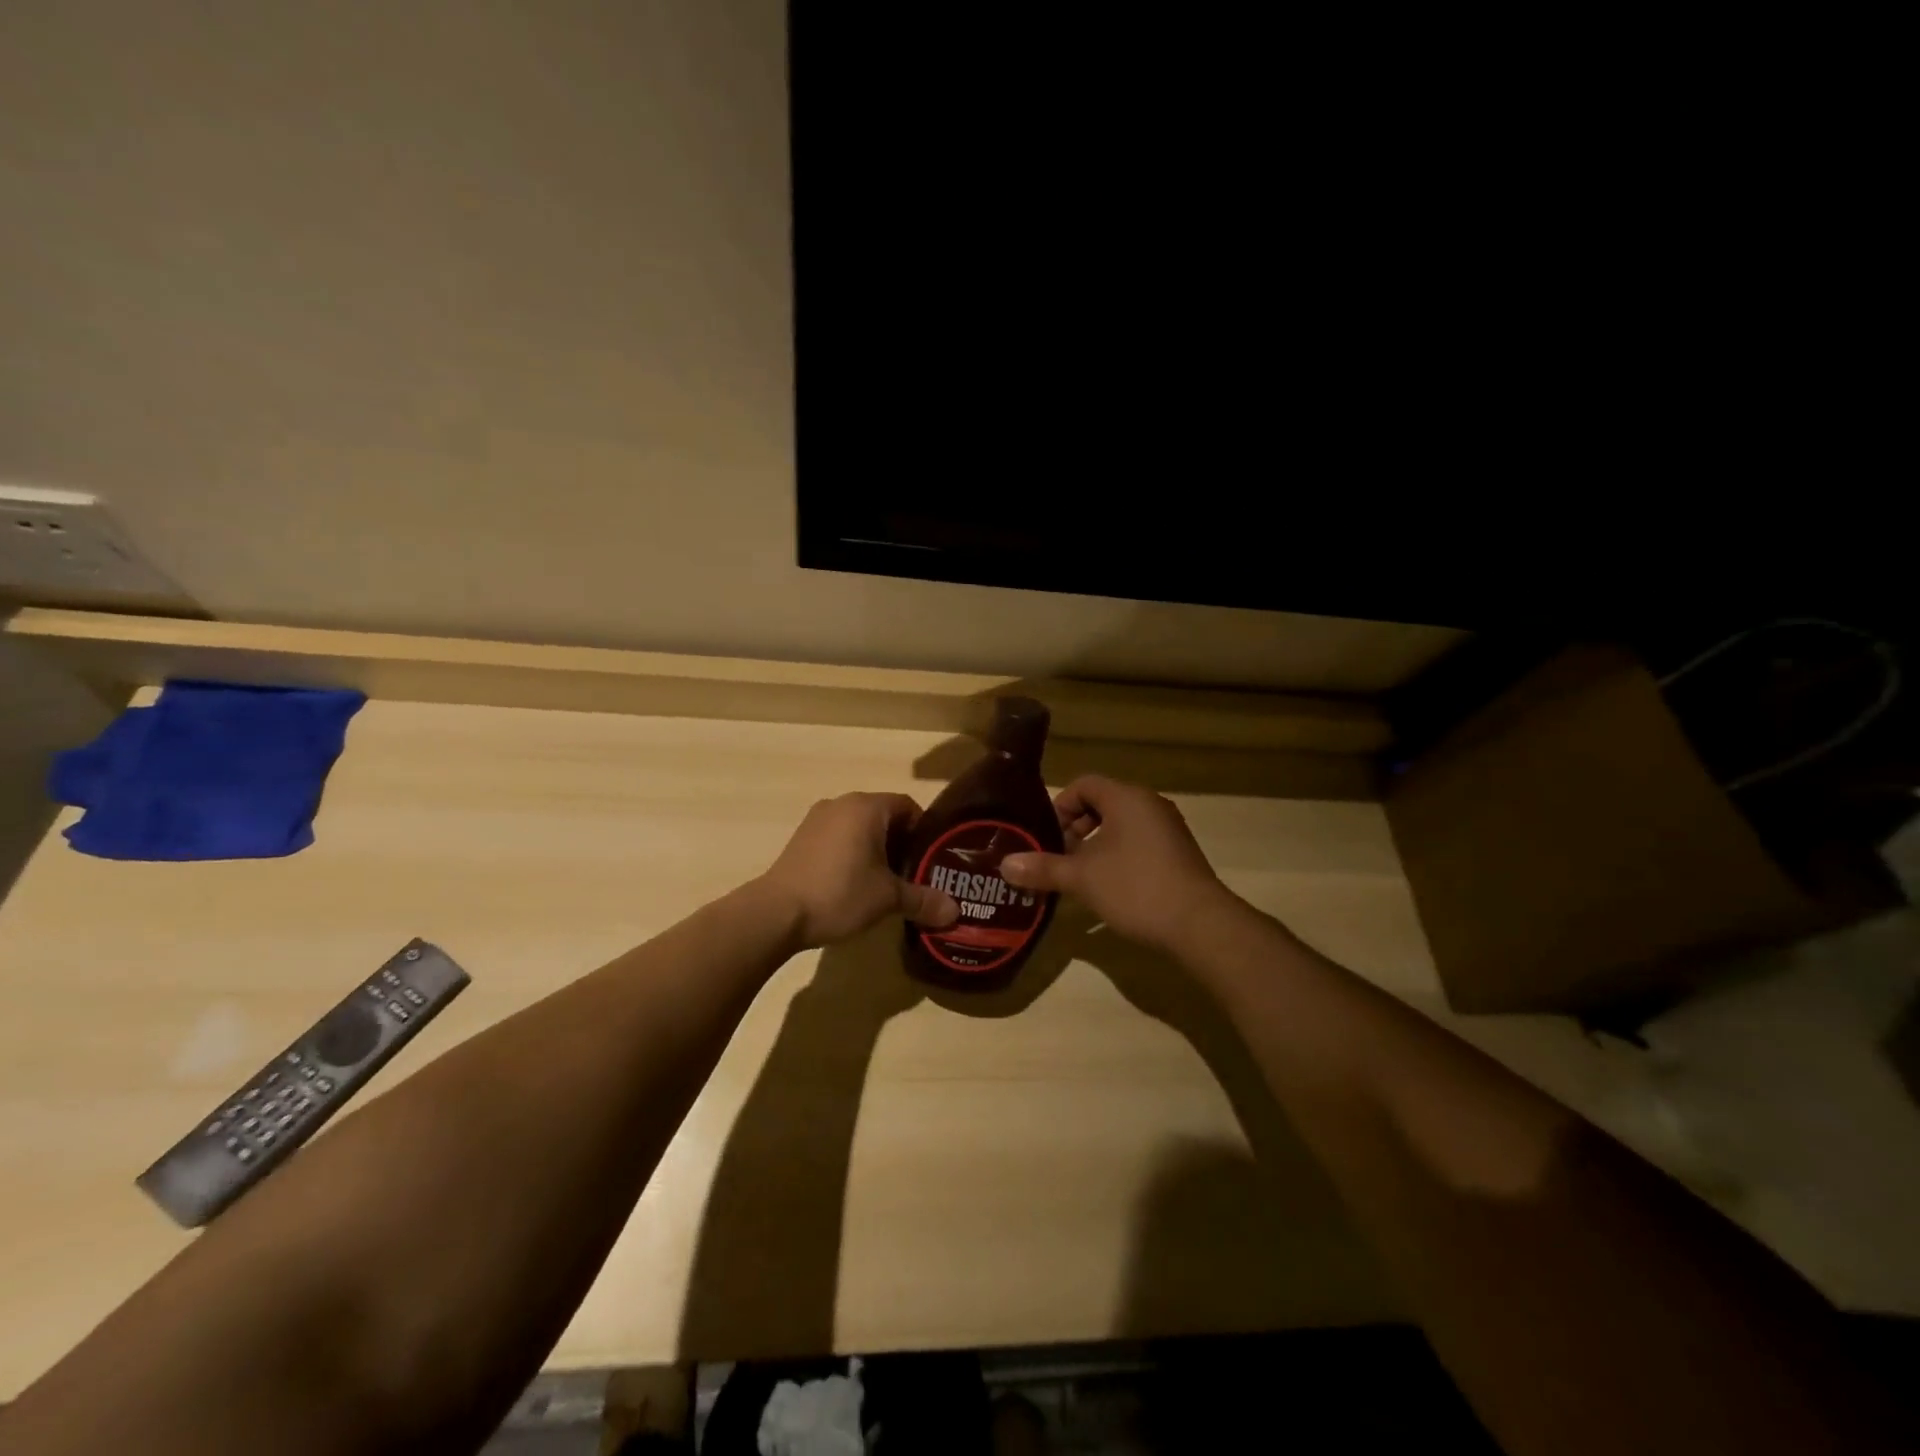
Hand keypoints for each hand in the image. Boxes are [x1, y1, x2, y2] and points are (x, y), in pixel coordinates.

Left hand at [758, 794, 959, 949]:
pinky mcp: (801, 838)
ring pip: (860, 827)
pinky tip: (854, 883)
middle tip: (914, 874)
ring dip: (876, 849)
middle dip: (902, 843)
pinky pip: (838, 837)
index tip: (932, 859)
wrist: (777, 912)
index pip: (908, 806)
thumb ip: (923, 900)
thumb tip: (955, 913)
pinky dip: (852, 853)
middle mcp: (842, 803)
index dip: (925, 832)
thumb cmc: (840, 893)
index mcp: (867, 807)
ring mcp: (817, 819)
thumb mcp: (888, 898)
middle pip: (884, 816)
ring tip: (886, 882)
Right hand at [1000, 776, 1233, 952]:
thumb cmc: (1135, 887)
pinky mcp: (1178, 853)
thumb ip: (1043, 868)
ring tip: (1080, 875)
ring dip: (1096, 844)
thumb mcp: (1082, 878)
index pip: (1084, 785)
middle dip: (1076, 828)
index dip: (1060, 806)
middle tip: (1060, 857)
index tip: (1047, 837)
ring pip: (1121, 825)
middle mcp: (1149, 804)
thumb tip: (1004, 865)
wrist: (1199, 924)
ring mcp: (1168, 828)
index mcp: (1126, 798)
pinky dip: (1118, 855)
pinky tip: (1110, 887)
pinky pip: (1139, 841)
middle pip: (1102, 803)